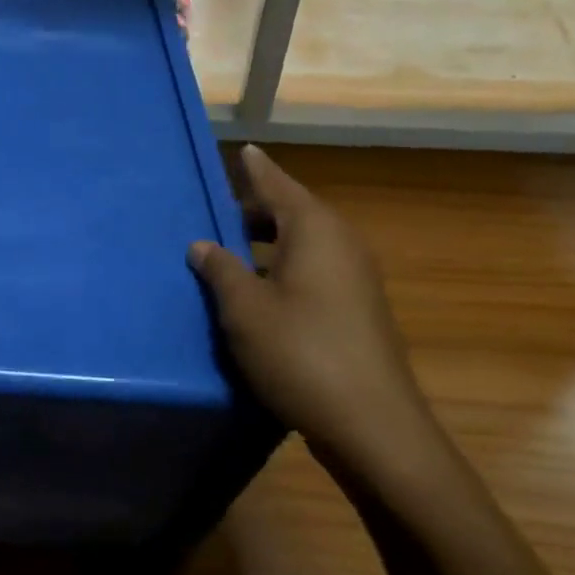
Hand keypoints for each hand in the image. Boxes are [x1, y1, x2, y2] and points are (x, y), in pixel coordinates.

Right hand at [188, 146, 440, 482]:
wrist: (372, 425)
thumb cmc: (300, 353)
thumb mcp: (245, 309)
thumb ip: (220, 269)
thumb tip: (202, 243)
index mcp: (314, 231)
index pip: (278, 185)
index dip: (256, 170)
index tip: (243, 150)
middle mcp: (341, 244)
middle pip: (292, 213)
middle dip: (254, 211)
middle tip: (215, 211)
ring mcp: (354, 279)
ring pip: (303, 245)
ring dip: (266, 244)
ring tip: (228, 250)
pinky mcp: (357, 310)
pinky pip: (313, 271)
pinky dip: (283, 269)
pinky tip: (257, 292)